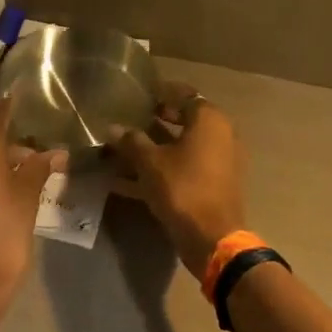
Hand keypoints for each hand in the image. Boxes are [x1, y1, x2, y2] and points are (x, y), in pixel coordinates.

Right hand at [111, 82, 247, 278]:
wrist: (211, 237)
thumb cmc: (182, 189)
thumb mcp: (150, 163)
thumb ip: (130, 142)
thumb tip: (112, 128)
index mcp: (209, 121)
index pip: (184, 95)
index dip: (160, 93)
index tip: (138, 94)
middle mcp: (219, 136)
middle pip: (183, 121)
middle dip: (154, 121)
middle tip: (128, 120)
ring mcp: (218, 162)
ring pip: (180, 148)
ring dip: (153, 149)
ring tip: (121, 151)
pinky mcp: (211, 185)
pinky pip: (182, 169)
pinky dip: (160, 171)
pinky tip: (125, 181)